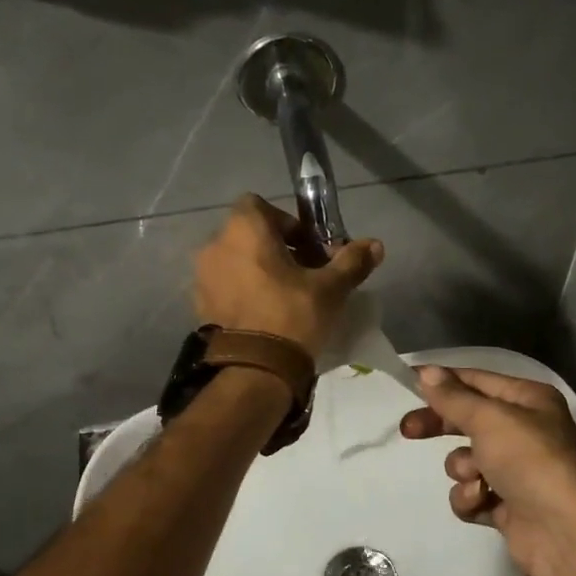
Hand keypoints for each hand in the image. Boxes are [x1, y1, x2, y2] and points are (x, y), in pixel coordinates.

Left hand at [194, 195, 383, 357]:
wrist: (255, 370)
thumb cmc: (292, 315)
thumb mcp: (330, 288)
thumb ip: (351, 261)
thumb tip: (376, 245)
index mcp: (243, 230)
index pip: (259, 206)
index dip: (286, 222)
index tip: (309, 247)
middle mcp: (215, 246)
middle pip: (248, 234)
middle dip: (276, 248)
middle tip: (304, 273)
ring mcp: (203, 277)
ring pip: (236, 261)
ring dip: (259, 270)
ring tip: (285, 295)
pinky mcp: (200, 305)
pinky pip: (225, 286)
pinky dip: (243, 291)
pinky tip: (266, 313)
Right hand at [400, 366, 575, 575]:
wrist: (565, 534)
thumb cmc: (530, 461)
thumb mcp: (489, 419)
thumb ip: (453, 397)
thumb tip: (427, 372)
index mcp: (529, 400)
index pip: (476, 380)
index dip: (443, 381)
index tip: (407, 383)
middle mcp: (525, 430)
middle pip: (467, 419)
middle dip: (440, 426)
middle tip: (409, 431)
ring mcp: (517, 470)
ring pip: (466, 460)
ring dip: (463, 470)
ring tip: (478, 479)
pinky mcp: (507, 505)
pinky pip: (472, 493)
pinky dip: (472, 498)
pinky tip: (483, 503)